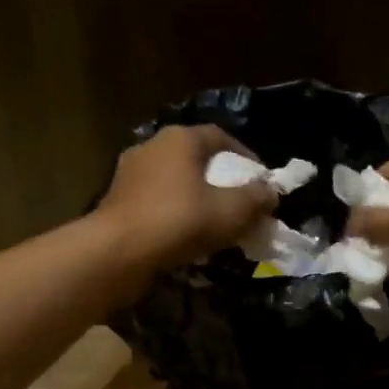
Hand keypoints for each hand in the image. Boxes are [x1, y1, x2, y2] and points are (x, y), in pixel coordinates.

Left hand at [94, 124, 276, 272]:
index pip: (220, 136)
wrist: (118, 252)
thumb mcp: (233, 211)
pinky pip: (157, 203)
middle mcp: (151, 147)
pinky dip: (175, 215)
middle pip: (196, 159)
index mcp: (179, 138)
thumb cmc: (180, 220)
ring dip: (197, 200)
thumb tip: (270, 193)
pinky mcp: (117, 202)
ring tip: (216, 225)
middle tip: (240, 204)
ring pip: (175, 183)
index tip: (261, 182)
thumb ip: (257, 198)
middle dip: (221, 181)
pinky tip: (187, 238)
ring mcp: (130, 174)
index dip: (246, 157)